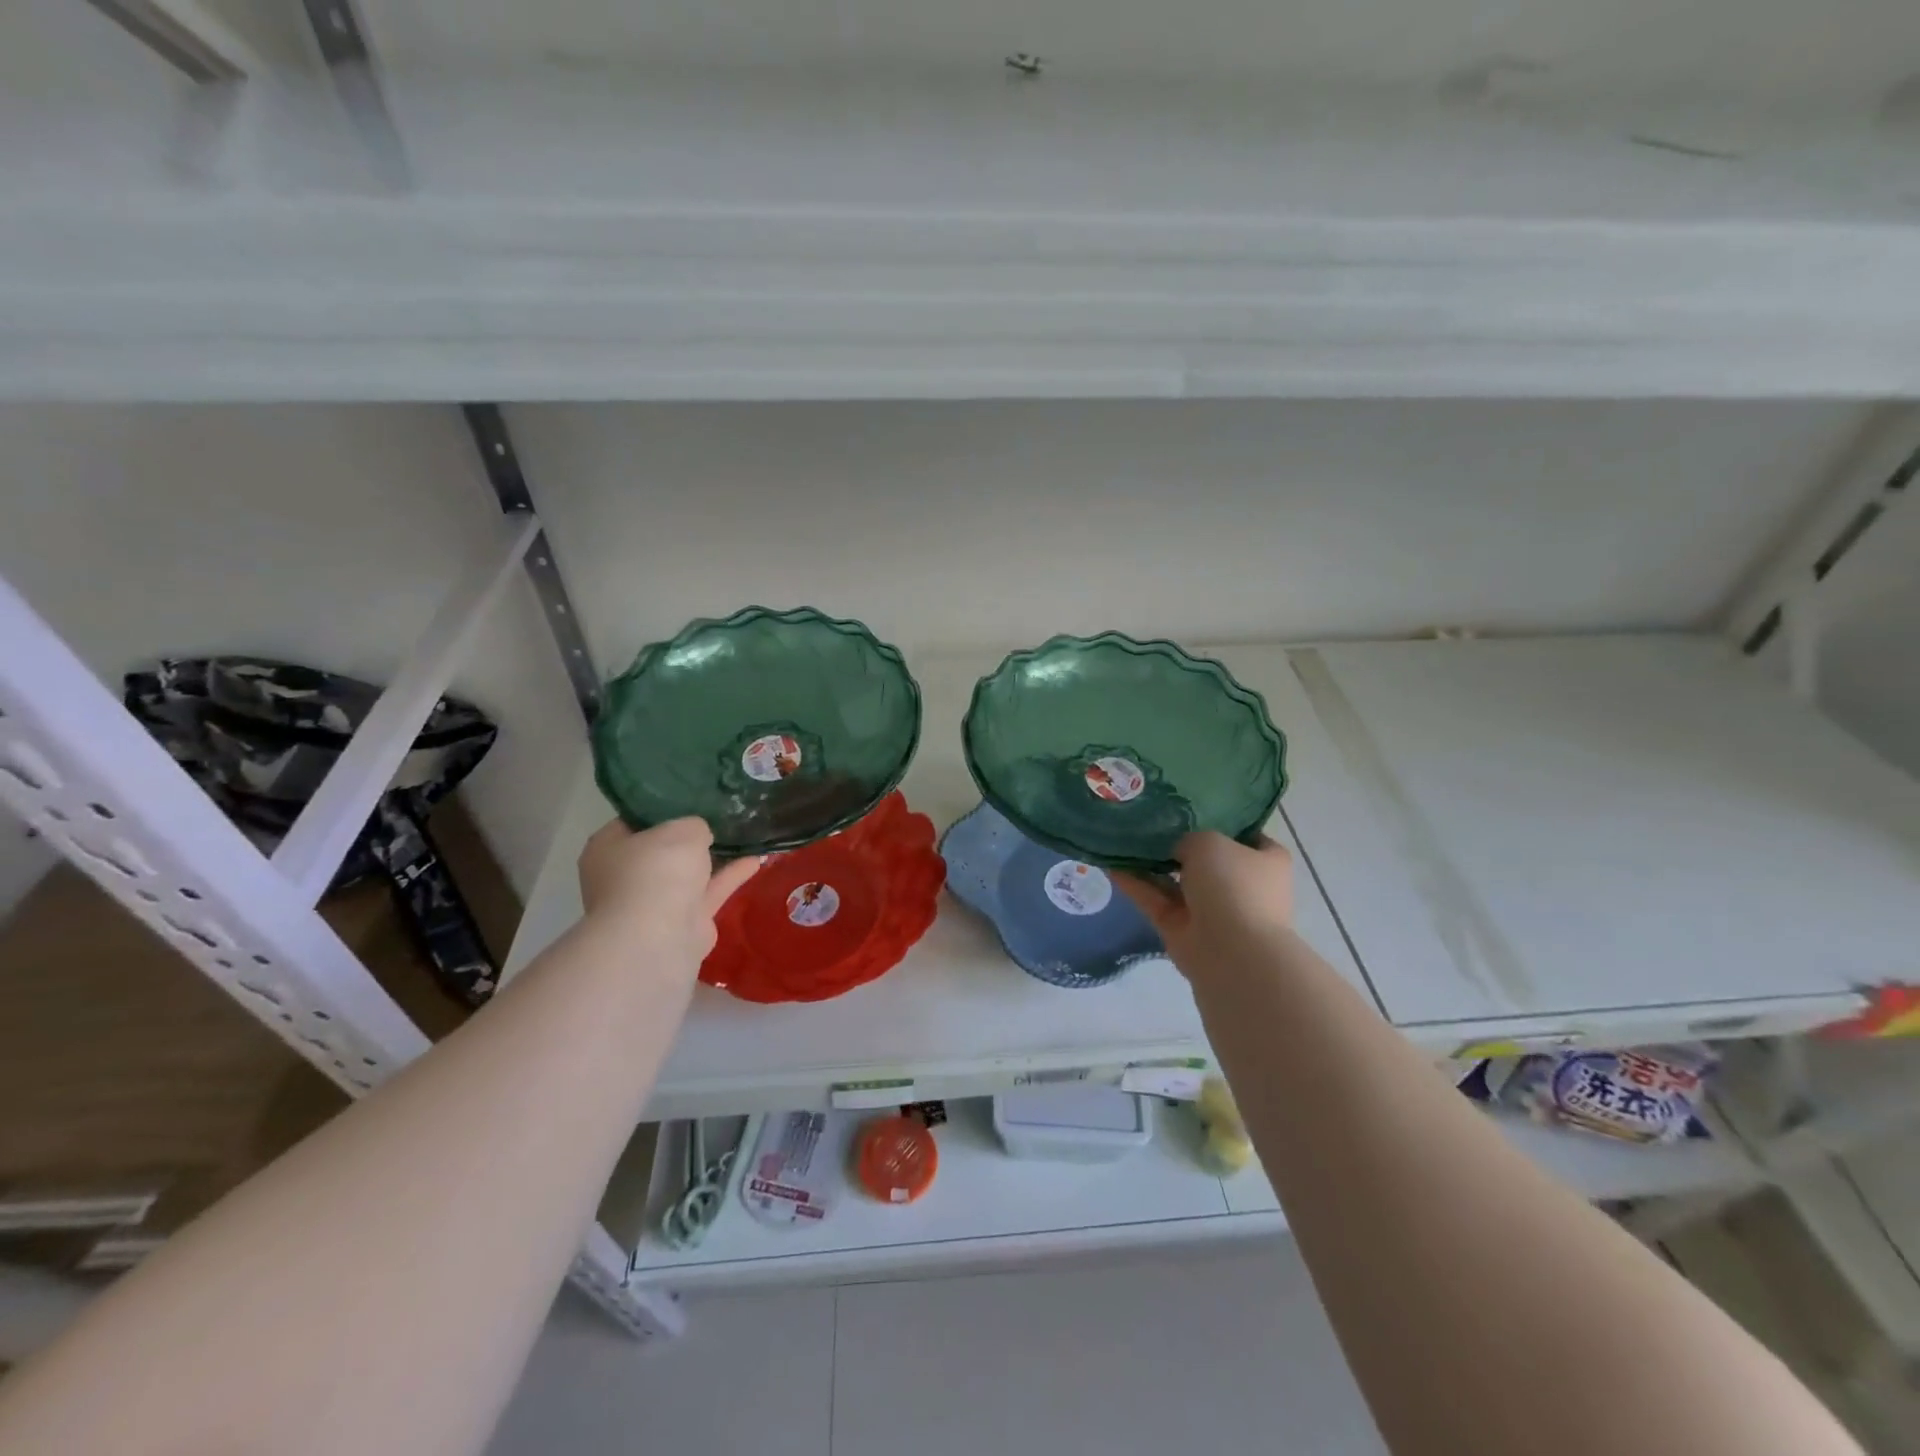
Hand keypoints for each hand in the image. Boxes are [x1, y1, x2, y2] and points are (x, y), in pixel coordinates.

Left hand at [577, 818, 758, 963]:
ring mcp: (654, 902)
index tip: (693, 795)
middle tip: (721, 813)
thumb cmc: (657, 871)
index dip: (664, 807)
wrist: (659, 938)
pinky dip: (731, 876)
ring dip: (715, 857)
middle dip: (690, 836)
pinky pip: (709, 891)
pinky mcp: (683, 922)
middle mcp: (626, 875)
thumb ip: (695, 825)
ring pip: (689, 872)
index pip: (635, 819)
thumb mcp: (682, 829)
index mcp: (608, 847)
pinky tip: (757, 858)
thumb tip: (700, 835)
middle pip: (663, 848)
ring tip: (745, 833)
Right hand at [1117, 830, 1293, 976]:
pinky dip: (1135, 885)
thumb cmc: (1233, 885)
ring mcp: (1211, 910)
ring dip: (1150, 865)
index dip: (1220, 822)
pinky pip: (1156, 900)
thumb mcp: (1209, 841)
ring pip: (1176, 881)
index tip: (1189, 809)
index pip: (1246, 836)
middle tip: (1147, 820)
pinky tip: (1110, 864)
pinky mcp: (1182, 929)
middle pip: (1206, 859)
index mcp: (1266, 861)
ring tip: (1120, 838)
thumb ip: (1189, 838)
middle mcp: (1241, 885)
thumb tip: (1175, 849)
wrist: (1231, 951)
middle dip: (1178, 845)